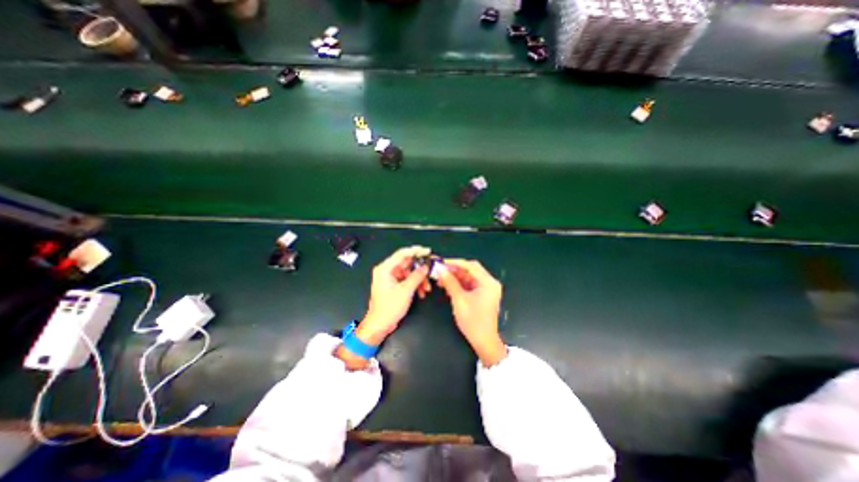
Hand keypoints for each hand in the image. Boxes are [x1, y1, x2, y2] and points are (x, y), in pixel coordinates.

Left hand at [355, 245, 433, 345]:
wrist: (380, 325)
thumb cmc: (388, 308)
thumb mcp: (405, 291)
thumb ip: (417, 276)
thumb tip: (426, 266)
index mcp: (385, 269)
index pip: (402, 254)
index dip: (416, 251)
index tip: (427, 251)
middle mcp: (387, 271)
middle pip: (407, 263)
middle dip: (420, 269)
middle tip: (431, 270)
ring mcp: (391, 278)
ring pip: (409, 272)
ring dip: (419, 279)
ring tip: (427, 288)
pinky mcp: (395, 285)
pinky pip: (408, 280)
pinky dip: (415, 285)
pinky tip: (421, 292)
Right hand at [439, 259, 504, 364]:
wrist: (483, 342)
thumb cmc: (473, 321)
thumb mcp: (459, 299)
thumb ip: (450, 282)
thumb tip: (440, 269)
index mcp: (488, 282)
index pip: (471, 266)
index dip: (455, 262)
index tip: (441, 262)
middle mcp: (489, 283)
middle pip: (470, 270)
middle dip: (454, 270)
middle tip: (439, 271)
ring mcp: (486, 289)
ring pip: (468, 277)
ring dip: (455, 277)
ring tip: (440, 279)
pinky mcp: (482, 295)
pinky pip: (469, 285)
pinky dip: (458, 285)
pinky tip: (447, 286)